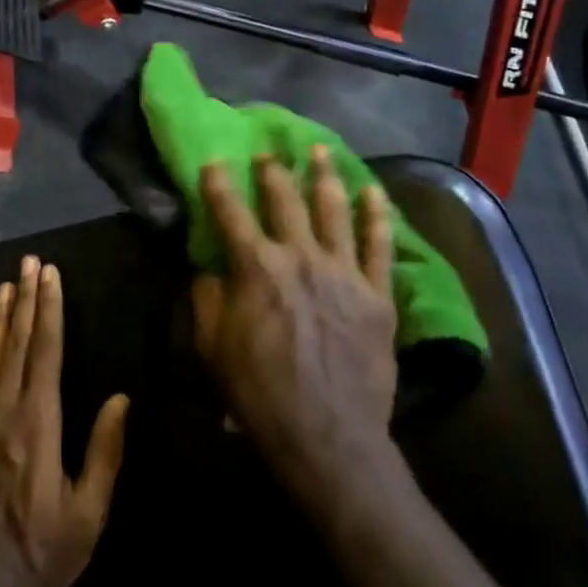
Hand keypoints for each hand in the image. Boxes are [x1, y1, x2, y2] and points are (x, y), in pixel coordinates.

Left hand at [0, 257, 130, 586]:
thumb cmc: (42, 549)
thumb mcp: (89, 511)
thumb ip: (105, 451)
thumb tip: (120, 399)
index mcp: (39, 420)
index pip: (47, 350)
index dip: (50, 309)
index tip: (51, 276)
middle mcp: (5, 409)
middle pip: (18, 343)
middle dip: (26, 299)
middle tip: (29, 263)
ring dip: (0, 319)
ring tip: (6, 286)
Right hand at [192, 149, 398, 501]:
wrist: (327, 436)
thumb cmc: (259, 393)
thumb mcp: (212, 347)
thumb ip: (207, 299)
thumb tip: (210, 268)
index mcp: (256, 268)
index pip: (230, 212)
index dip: (218, 183)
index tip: (213, 161)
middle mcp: (300, 257)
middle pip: (285, 200)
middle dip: (272, 171)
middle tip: (268, 152)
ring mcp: (343, 272)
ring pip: (334, 209)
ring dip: (324, 175)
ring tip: (320, 150)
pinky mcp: (377, 293)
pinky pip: (380, 244)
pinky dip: (377, 214)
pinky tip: (374, 191)